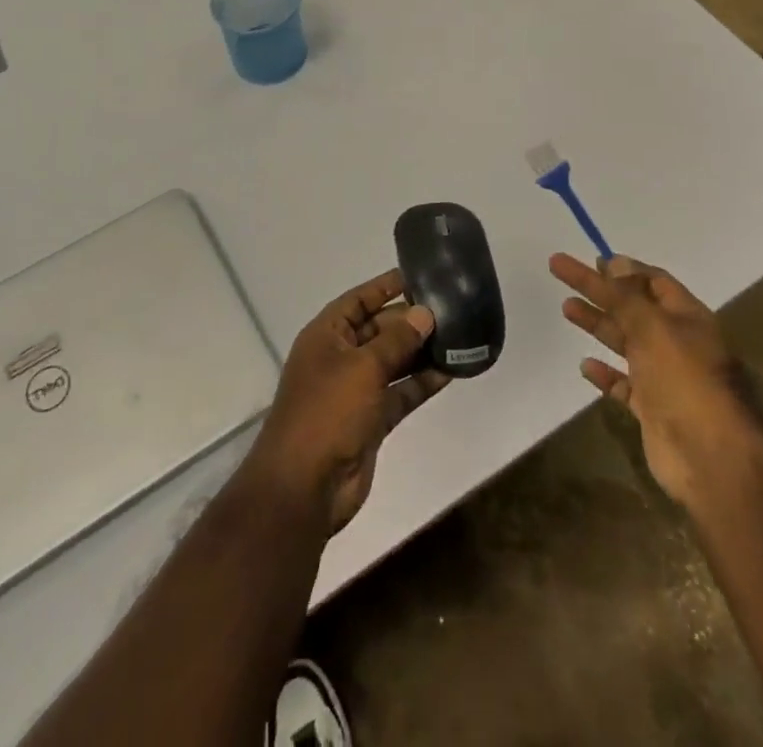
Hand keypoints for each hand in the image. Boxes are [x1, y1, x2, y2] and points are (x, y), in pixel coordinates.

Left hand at [250, 270, 450, 533]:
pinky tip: (450, 371)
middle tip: (450, 308)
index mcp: (326, 336)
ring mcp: (355, 391)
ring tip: (458, 335)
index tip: (418, 275)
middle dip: (410, 320)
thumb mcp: (363, 367)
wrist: (305, 487)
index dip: (385, 287)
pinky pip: (400, 392)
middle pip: (378, 330)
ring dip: (420, 351)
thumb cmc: (327, 412)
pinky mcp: (371, 420)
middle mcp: (339, 358)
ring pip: (392, 362)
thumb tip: (424, 313)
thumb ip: (396, 339)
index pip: (358, 300)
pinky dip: (421, 382)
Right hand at [551, 253, 762, 508]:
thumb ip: (628, 297)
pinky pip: (623, 383)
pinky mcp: (652, 408)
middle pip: (631, 307)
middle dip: (598, 290)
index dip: (623, 269)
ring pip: (625, 342)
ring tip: (566, 308)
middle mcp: (676, 342)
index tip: (592, 259)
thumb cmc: (684, 379)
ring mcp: (664, 376)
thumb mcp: (653, 327)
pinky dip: (605, 373)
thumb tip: (614, 262)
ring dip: (597, 324)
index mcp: (686, 317)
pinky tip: (585, 364)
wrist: (710, 456)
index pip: (653, 281)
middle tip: (562, 272)